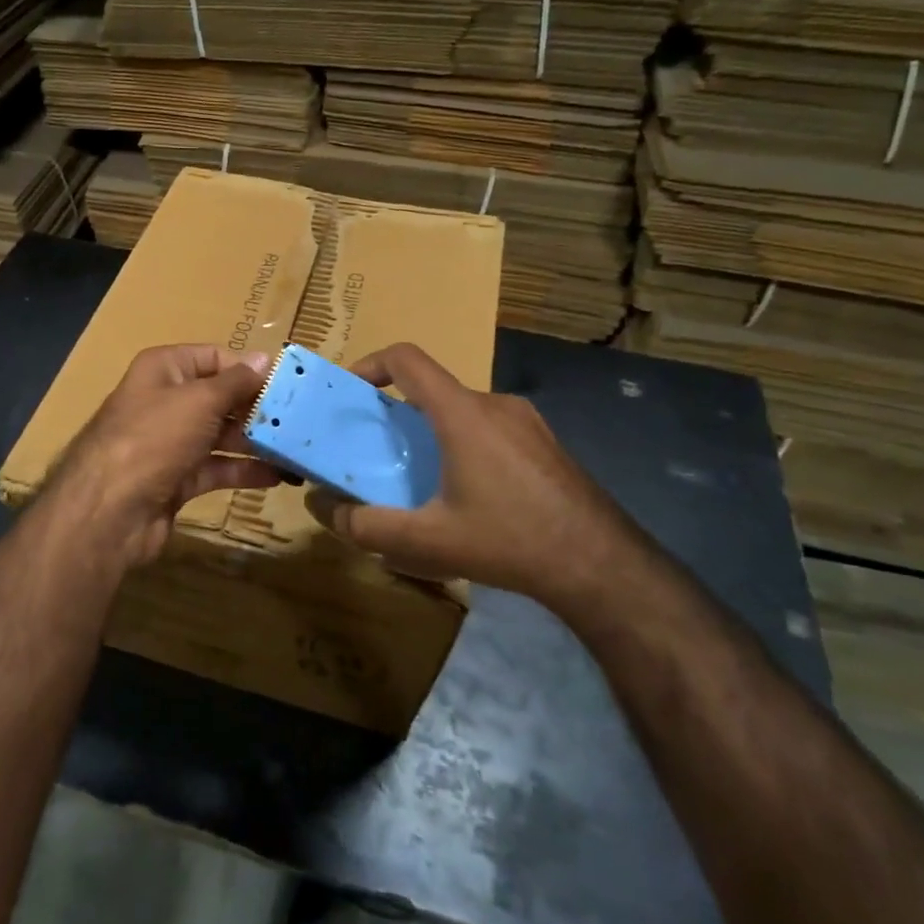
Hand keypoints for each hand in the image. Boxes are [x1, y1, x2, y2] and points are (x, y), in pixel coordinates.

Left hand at [46, 344, 284, 567]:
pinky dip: (245, 470)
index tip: (286, 383)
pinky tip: (279, 475)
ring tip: (297, 447)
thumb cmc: (154, 438)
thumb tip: (264, 359)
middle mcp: (166, 402)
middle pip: (220, 398)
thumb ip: (236, 382)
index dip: (248, 368)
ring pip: (221, 435)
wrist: (109, 511)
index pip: (214, 357)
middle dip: (257, 408)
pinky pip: (217, 468)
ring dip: (257, 441)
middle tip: (301, 418)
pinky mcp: (177, 479)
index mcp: (164, 370)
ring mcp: (171, 443)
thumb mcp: (199, 401)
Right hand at [306, 343, 655, 613]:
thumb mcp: (427, 541)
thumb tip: (323, 508)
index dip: (370, 363)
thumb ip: (366, 525)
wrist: (600, 564)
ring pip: (462, 410)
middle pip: (432, 388)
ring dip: (431, 431)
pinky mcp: (544, 442)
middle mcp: (494, 403)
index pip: (407, 359)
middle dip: (397, 412)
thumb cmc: (509, 541)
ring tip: (420, 478)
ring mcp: (526, 421)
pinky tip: (468, 494)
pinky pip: (489, 428)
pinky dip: (463, 443)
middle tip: (378, 451)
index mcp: (462, 413)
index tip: (350, 391)